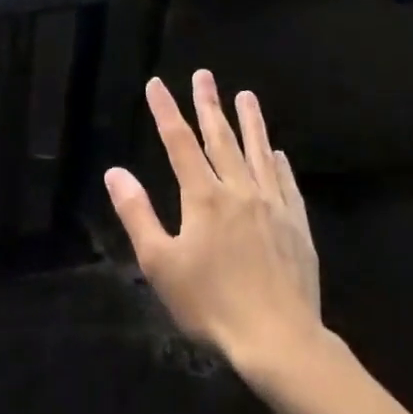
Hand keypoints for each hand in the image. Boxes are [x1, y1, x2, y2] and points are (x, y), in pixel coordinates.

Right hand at [105, 71, 321, 370]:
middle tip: (204, 75)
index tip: (156, 84)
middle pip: (221, 138)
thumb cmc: (211, 303)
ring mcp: (272, 205)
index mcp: (203, 197)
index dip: (166, 111)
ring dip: (250, 121)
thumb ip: (137, 213)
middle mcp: (239, 190)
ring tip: (247, 95)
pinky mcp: (297, 224)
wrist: (279, 338)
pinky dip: (279, 163)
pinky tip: (278, 153)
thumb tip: (115, 172)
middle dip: (209, 104)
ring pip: (258, 152)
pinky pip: (287, 183)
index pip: (179, 142)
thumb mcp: (160, 263)